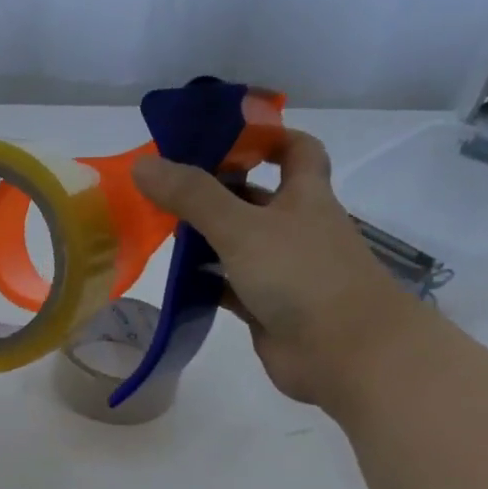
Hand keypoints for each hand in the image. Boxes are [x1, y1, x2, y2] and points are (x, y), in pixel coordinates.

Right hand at [131, 126, 423, 408]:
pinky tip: (173, 277)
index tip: (221, 135)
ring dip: (205, 236)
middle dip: (216, 188)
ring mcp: (282, 270)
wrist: (345, 353)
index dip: (265, 135)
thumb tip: (142, 164)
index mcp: (304, 196)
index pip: (295, 149)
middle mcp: (295, 228)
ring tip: (158, 227)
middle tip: (166, 184)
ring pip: (239, 243)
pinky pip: (229, 285)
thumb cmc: (302, 275)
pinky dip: (205, 280)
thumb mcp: (242, 227)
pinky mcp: (267, 307)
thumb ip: (192, 196)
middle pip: (255, 197)